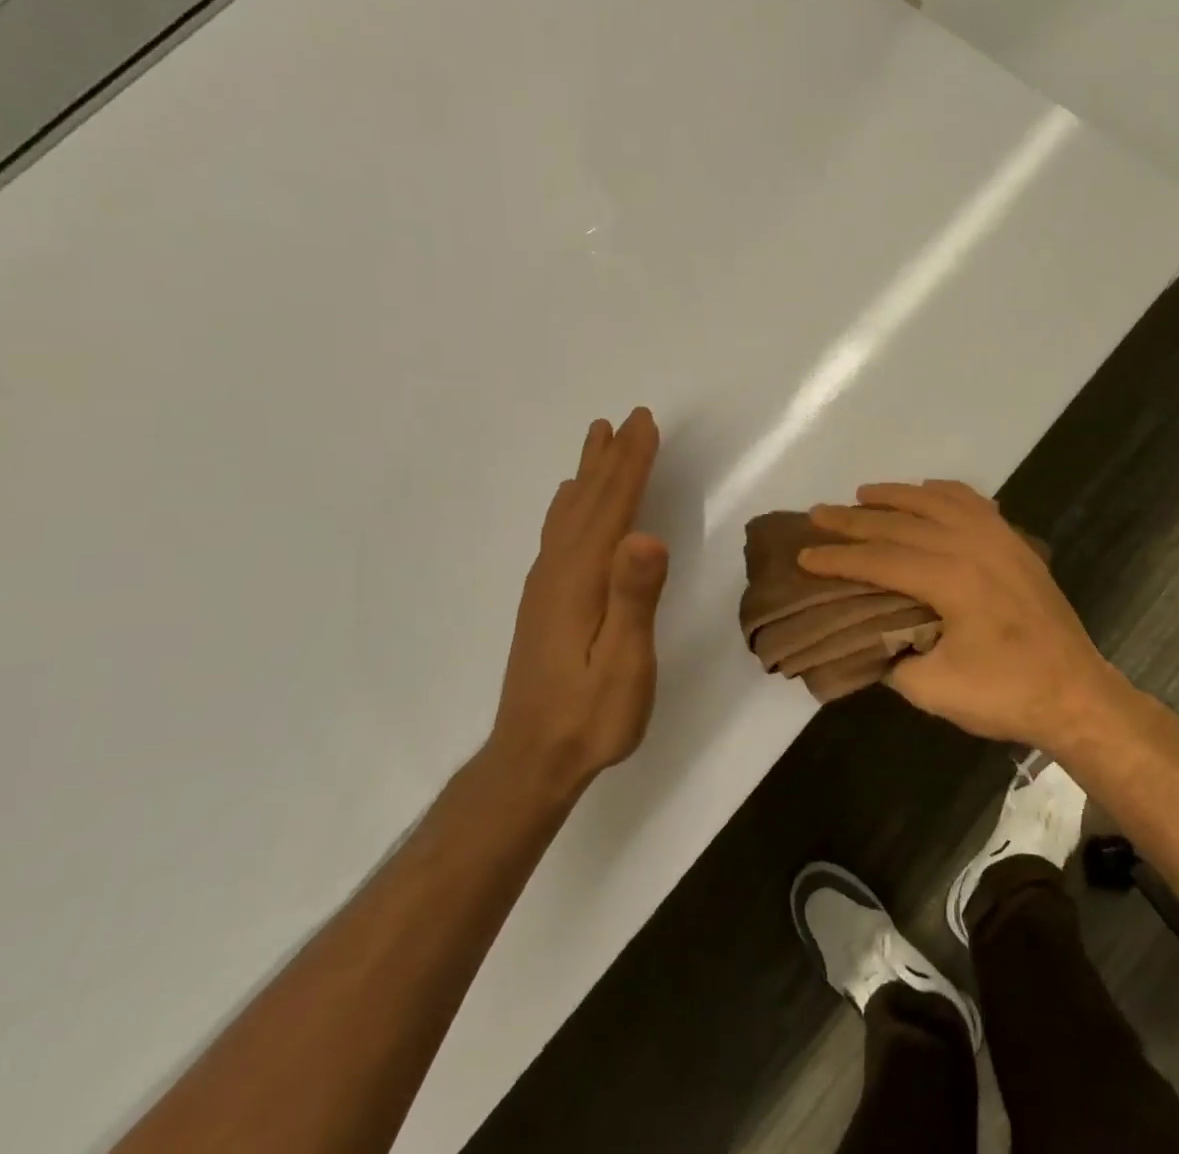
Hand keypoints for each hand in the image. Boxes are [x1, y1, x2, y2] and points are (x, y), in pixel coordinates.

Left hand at [488, 409, 669, 795]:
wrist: (532, 760)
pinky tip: (571, 505)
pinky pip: (561, 532)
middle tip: (627, 418)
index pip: (612, 506)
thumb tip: (645, 535)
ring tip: (597, 441)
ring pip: (570, 513)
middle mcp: (557, 570)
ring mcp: (546, 586)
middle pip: (588, 501)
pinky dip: (572, 504)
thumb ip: (634, 598)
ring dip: (589, 474)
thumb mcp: (623, 663)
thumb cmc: (590, 714)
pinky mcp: (544, 601)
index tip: (645, 423)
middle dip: (611, 457)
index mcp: (581, 578)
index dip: (631, 463)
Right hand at [803, 482, 1131, 749]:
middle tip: (818, 514)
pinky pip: (973, 502)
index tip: (804, 554)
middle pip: (900, 523)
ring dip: (896, 495)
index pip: (879, 559)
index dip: (838, 558)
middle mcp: (971, 544)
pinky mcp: (1015, 542)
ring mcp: (998, 537)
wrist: (1076, 693)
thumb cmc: (1006, 693)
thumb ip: (892, 658)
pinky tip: (927, 492)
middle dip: (854, 519)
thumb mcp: (934, 689)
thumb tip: (869, 636)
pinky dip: (943, 492)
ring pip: (936, 501)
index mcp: (949, 578)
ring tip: (863, 494)